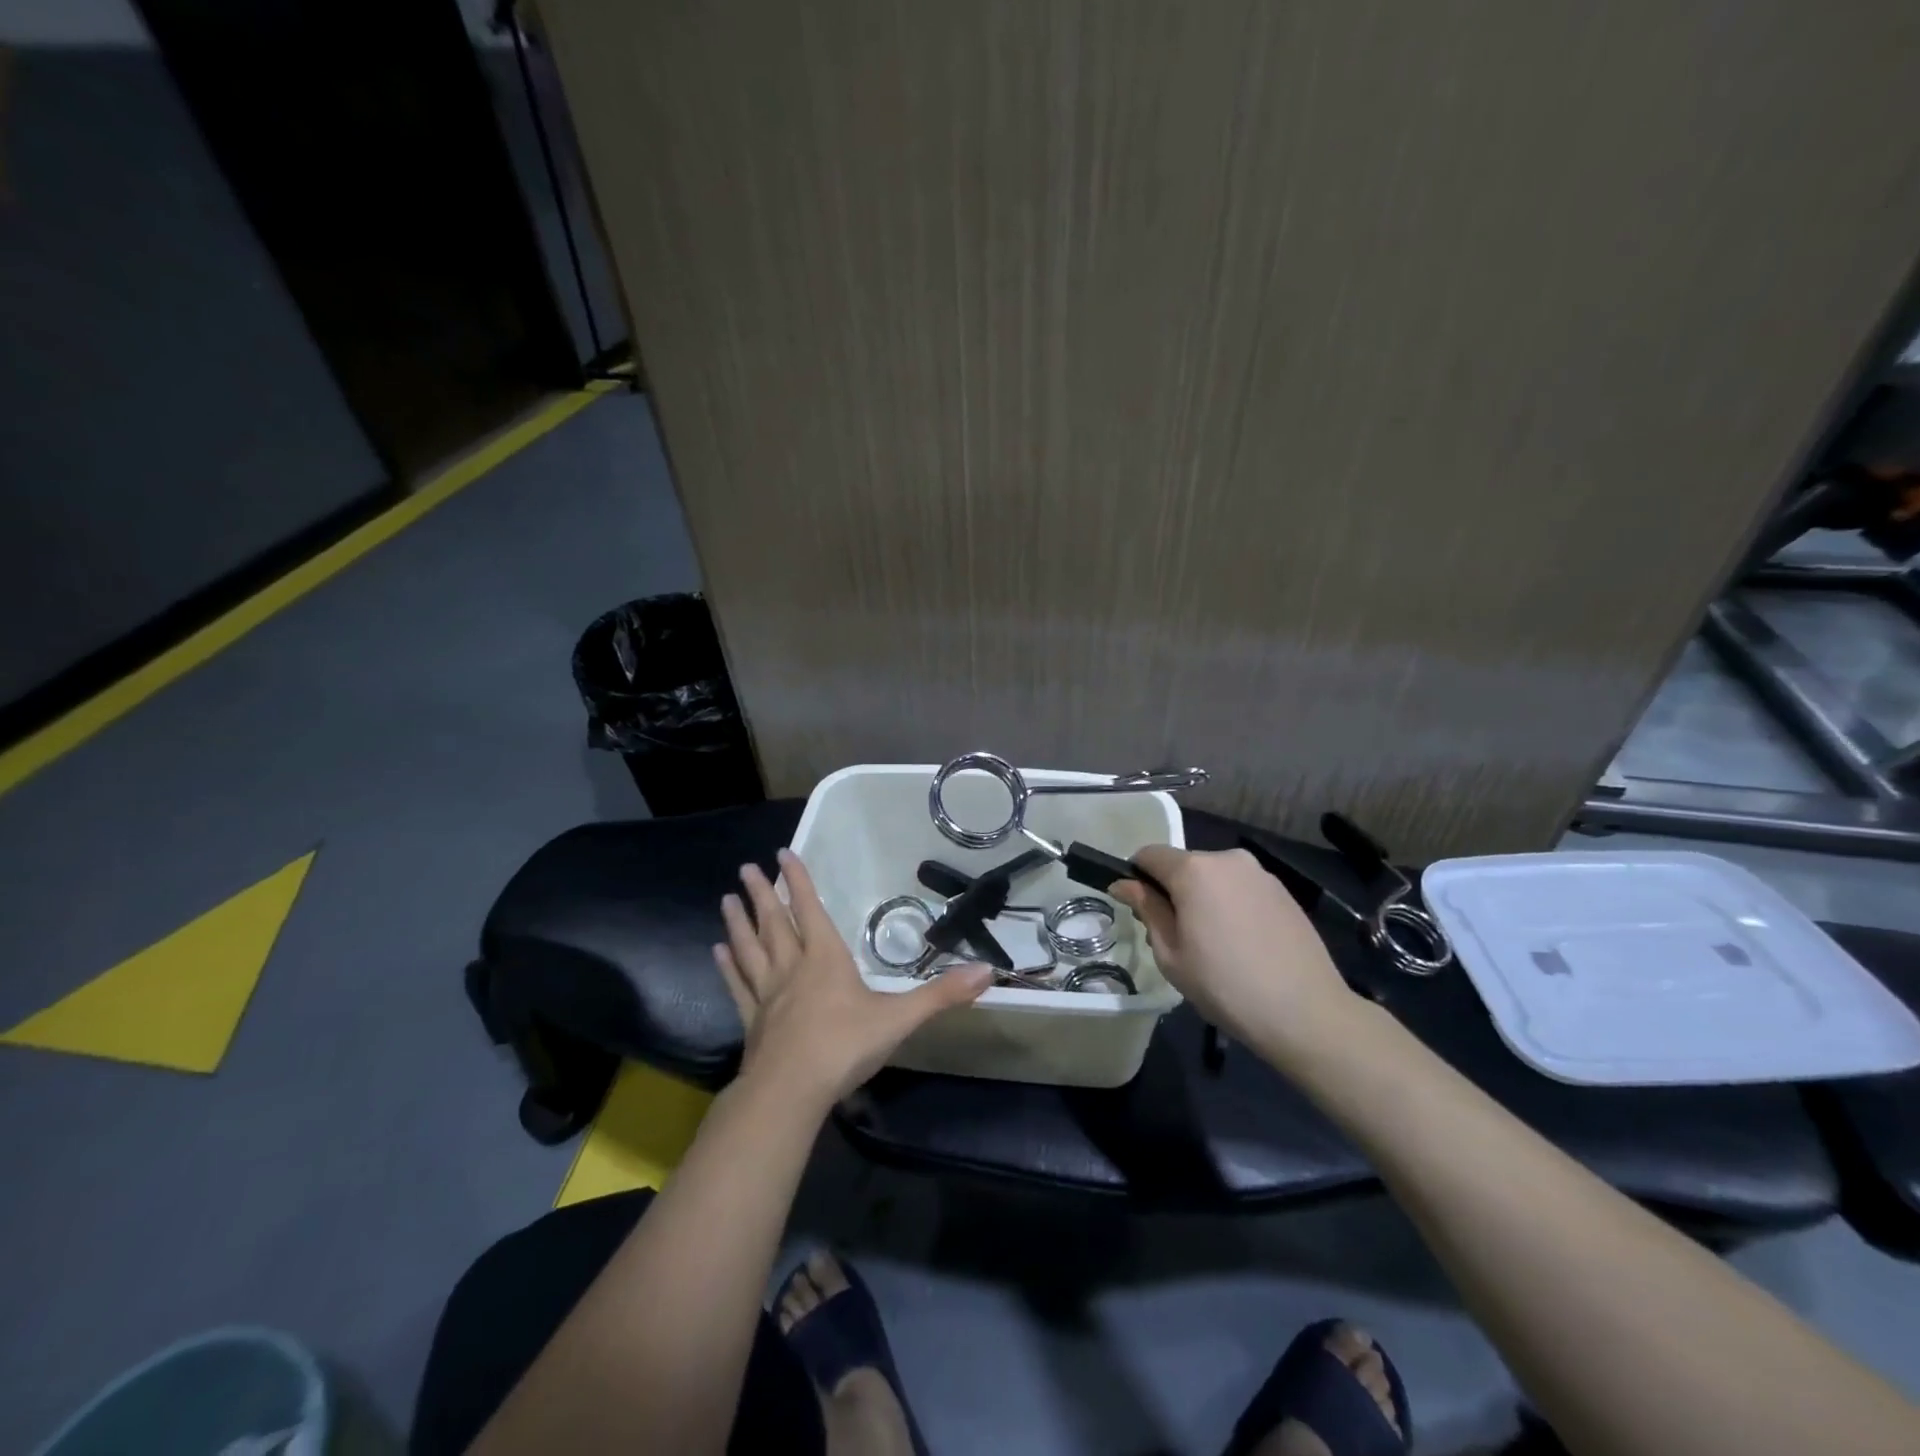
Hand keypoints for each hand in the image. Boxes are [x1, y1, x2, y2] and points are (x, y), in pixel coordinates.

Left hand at [715, 848, 992, 1106]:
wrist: (790, 1093)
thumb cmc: (845, 1047)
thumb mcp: (900, 1018)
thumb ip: (942, 995)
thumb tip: (988, 972)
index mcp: (825, 959)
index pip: (810, 910)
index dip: (798, 881)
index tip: (781, 854)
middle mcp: (792, 968)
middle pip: (774, 923)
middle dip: (762, 894)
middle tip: (745, 869)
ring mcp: (767, 994)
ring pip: (749, 948)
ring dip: (738, 922)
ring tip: (726, 898)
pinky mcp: (752, 1021)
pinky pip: (737, 985)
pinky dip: (727, 966)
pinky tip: (716, 951)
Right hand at [1111, 845, 1353, 1053]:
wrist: (1305, 1013)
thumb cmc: (1225, 986)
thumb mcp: (1171, 954)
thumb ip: (1147, 910)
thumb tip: (1124, 884)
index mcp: (1194, 870)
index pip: (1149, 854)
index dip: (1136, 877)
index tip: (1138, 909)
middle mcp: (1227, 859)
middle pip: (1184, 864)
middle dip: (1172, 890)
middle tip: (1176, 936)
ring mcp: (1260, 873)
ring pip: (1214, 876)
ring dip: (1203, 897)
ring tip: (1214, 943)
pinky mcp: (1283, 891)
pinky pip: (1241, 888)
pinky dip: (1231, 905)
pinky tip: (1242, 943)